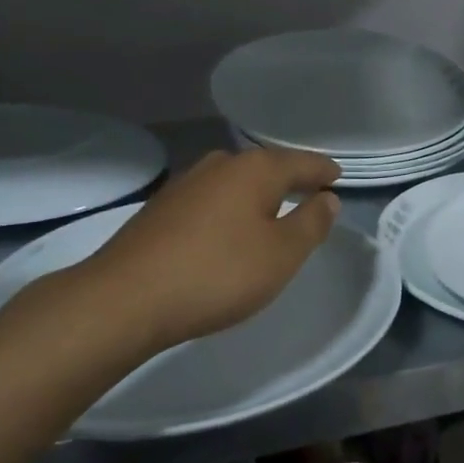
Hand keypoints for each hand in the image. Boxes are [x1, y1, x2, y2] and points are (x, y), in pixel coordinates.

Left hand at [0, 148, 340, 373]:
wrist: (125, 299)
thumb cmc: (218, 273)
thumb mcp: (282, 254)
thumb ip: (311, 223)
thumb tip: (327, 198)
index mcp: (254, 169)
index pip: (300, 163)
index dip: (323, 172)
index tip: (338, 178)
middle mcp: (219, 165)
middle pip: (265, 167)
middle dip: (289, 179)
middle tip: (309, 194)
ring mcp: (185, 184)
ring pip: (235, 183)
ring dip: (256, 195)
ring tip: (271, 212)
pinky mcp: (160, 209)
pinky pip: (211, 200)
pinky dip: (229, 210)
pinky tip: (228, 230)